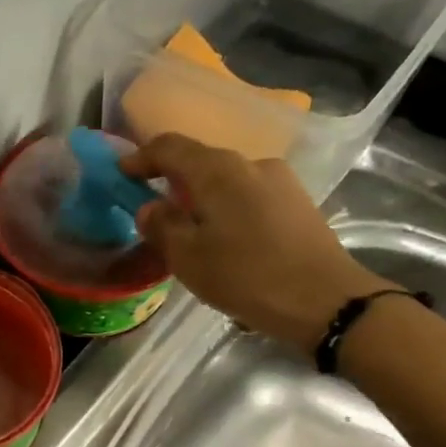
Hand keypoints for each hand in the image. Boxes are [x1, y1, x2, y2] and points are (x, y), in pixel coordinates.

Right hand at [124, 133, 390, 349]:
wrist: (324, 299)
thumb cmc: (247, 277)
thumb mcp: (189, 258)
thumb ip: (161, 227)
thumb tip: (148, 208)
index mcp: (218, 170)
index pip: (170, 147)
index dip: (141, 158)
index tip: (121, 174)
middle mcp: (250, 163)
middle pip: (200, 162)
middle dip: (172, 181)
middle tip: (152, 210)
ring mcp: (279, 180)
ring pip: (226, 182)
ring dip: (201, 199)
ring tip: (190, 233)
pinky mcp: (296, 202)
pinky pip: (248, 196)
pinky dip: (226, 210)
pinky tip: (225, 241)